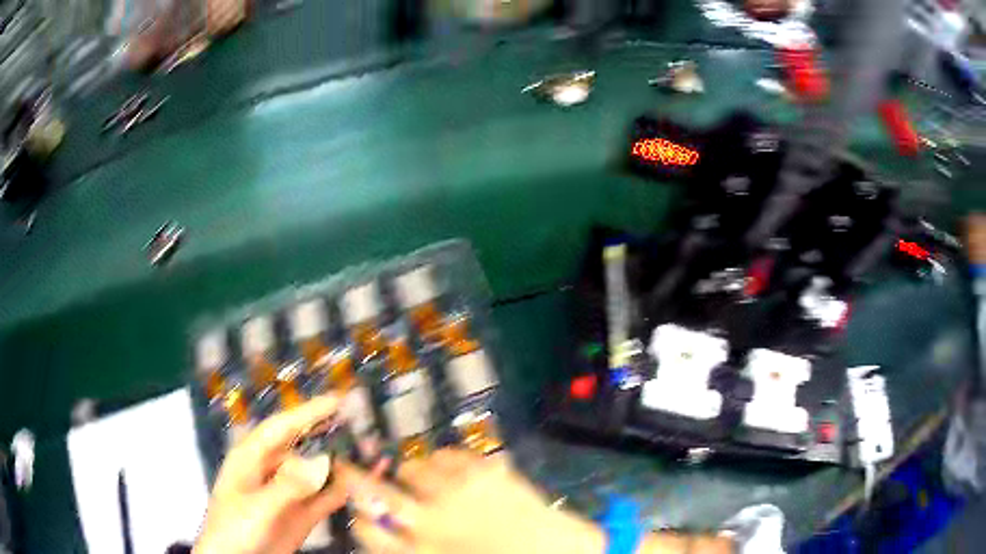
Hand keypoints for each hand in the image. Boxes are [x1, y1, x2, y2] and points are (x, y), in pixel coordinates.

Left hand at [194, 396, 345, 553]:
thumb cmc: (234, 528)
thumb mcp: (258, 506)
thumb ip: (289, 486)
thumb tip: (322, 462)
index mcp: (251, 458)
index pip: (281, 428)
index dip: (307, 412)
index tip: (336, 400)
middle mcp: (271, 471)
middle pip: (301, 445)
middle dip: (326, 433)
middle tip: (356, 421)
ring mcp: (288, 494)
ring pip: (316, 472)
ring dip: (338, 463)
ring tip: (366, 450)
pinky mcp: (301, 514)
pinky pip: (325, 498)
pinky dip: (342, 490)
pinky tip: (360, 483)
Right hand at [344, 449, 603, 553]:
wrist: (557, 551)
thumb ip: (411, 547)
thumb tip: (382, 529)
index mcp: (423, 549)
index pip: (368, 530)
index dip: (358, 517)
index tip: (356, 508)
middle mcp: (432, 519)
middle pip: (377, 492)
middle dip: (355, 479)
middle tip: (347, 469)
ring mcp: (459, 491)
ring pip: (413, 468)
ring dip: (409, 472)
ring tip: (416, 475)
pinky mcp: (486, 470)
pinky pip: (448, 454)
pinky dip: (441, 459)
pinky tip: (447, 466)